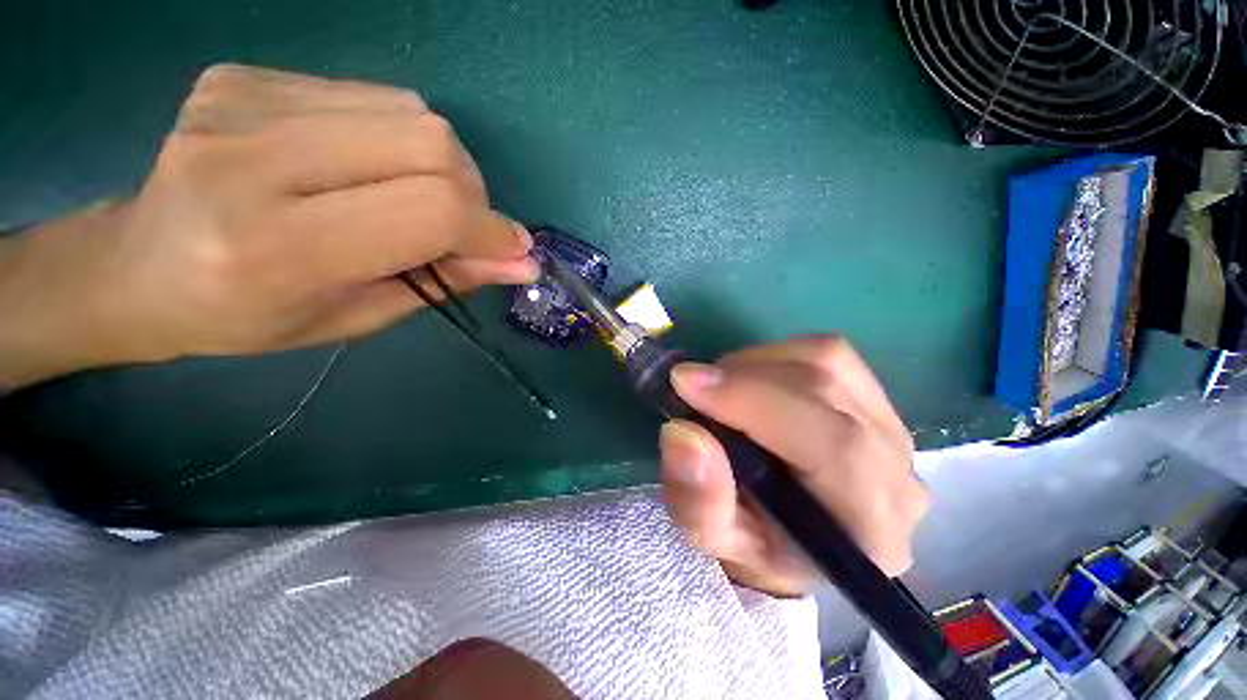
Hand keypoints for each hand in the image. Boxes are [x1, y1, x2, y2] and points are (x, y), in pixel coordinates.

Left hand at [0, 64, 536, 390]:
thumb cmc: (247, 315)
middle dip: (473, 192)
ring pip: (411, 111)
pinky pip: (370, 96)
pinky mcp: (246, 76)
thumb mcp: (358, 317)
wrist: (136, 265)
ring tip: (416, 199)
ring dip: (442, 164)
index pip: (430, 209)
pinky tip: (370, 167)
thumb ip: (444, 281)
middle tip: (464, 228)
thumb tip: (521, 263)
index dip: (490, 229)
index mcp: (277, 246)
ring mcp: (244, 102)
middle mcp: (253, 158)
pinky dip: (399, 138)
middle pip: (429, 142)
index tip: (515, 251)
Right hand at [658, 335, 927, 596]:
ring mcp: (894, 431)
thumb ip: (699, 499)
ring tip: (721, 388)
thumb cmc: (751, 547)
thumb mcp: (711, 538)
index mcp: (869, 528)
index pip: (833, 445)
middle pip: (829, 389)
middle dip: (745, 377)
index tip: (686, 382)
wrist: (789, 542)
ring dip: (758, 363)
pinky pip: (829, 355)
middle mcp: (898, 474)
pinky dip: (777, 357)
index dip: (754, 401)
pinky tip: (752, 383)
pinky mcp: (876, 403)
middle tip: (694, 387)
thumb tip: (684, 433)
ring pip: (829, 361)